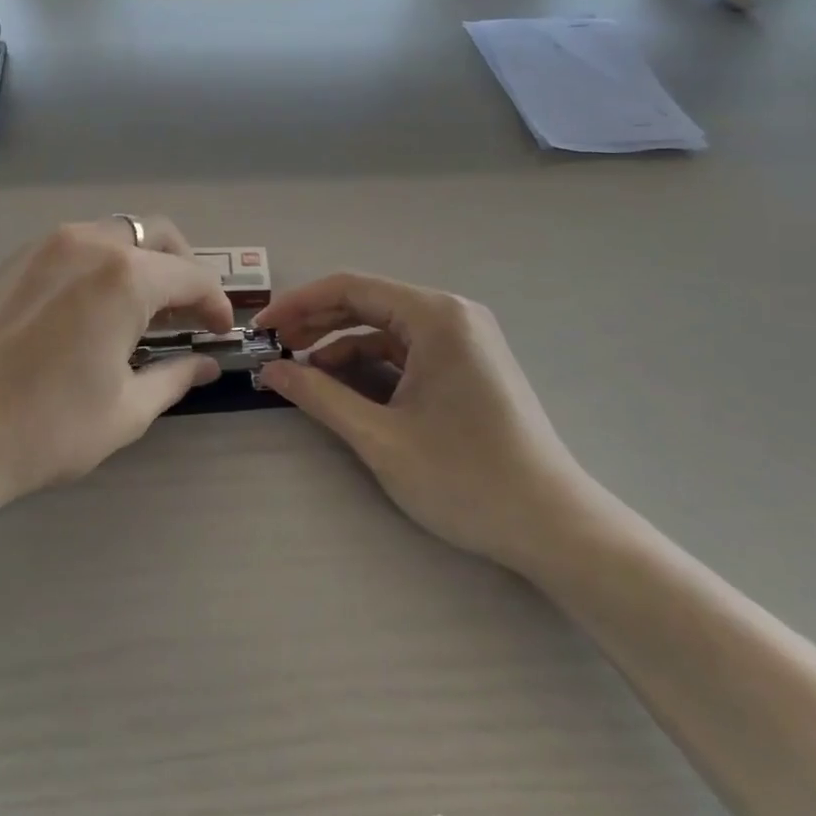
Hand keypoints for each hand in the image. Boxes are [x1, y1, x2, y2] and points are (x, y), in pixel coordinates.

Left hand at [0, 217, 233, 519]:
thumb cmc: (45, 429)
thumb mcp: (125, 410)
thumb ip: (174, 377)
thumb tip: (205, 365)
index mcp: (124, 277)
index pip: (190, 276)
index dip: (214, 303)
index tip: (219, 331)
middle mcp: (87, 244)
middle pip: (154, 234)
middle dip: (181, 266)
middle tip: (184, 311)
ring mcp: (42, 246)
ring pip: (111, 234)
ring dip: (138, 262)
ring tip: (138, 310)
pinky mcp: (10, 261)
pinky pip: (71, 247)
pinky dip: (97, 265)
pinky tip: (88, 309)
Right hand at [254, 274, 605, 575]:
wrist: (554, 528)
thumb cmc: (466, 478)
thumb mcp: (380, 438)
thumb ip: (319, 396)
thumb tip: (270, 371)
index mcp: (435, 316)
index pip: (350, 288)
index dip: (298, 304)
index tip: (261, 329)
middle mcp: (453, 315)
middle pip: (368, 303)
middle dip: (316, 323)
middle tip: (274, 349)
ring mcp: (465, 340)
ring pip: (386, 329)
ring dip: (341, 346)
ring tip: (302, 372)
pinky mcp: (468, 365)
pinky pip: (407, 351)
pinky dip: (371, 365)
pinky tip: (344, 387)